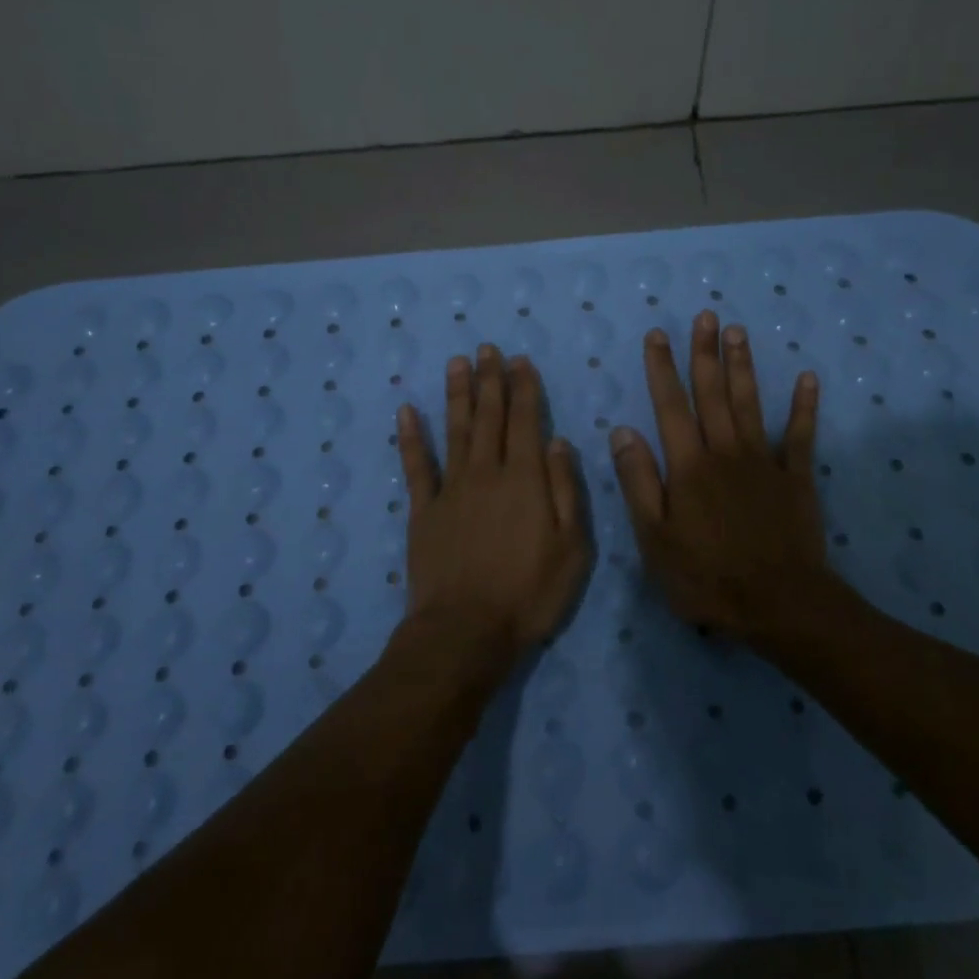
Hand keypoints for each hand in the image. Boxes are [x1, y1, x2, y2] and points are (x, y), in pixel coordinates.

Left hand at [395, 345, 590, 665]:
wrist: (466, 630)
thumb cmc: (529, 593)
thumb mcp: (572, 547)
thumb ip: (565, 490)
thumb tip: (558, 441)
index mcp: (524, 479)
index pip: (525, 421)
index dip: (523, 389)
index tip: (520, 361)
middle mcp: (486, 473)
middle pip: (489, 417)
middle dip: (490, 380)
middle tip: (487, 348)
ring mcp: (451, 489)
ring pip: (455, 430)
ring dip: (457, 394)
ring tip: (457, 362)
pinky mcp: (423, 510)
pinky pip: (416, 466)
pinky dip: (411, 437)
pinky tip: (407, 411)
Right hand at [609, 312, 826, 642]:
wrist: (779, 605)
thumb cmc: (707, 576)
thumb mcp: (655, 538)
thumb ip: (639, 482)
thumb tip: (622, 431)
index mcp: (689, 466)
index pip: (670, 406)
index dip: (662, 369)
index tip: (657, 335)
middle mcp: (726, 452)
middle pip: (713, 394)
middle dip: (705, 353)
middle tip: (706, 315)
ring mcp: (765, 462)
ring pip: (751, 404)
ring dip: (743, 366)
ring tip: (738, 331)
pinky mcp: (797, 479)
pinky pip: (801, 436)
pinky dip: (804, 407)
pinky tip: (807, 378)